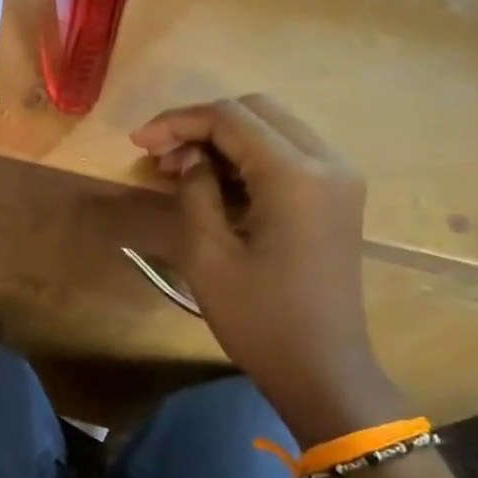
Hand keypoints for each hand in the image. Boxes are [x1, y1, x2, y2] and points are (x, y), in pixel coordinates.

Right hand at [132, 95, 392, 442]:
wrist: (321, 367)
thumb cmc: (258, 318)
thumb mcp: (208, 256)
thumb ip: (195, 193)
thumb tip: (190, 158)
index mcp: (295, 175)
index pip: (231, 118)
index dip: (178, 122)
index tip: (138, 143)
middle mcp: (327, 162)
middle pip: (256, 110)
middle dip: (201, 124)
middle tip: (158, 155)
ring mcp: (339, 178)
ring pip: (274, 128)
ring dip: (224, 139)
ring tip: (179, 169)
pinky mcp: (337, 197)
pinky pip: (289, 155)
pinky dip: (248, 157)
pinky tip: (215, 182)